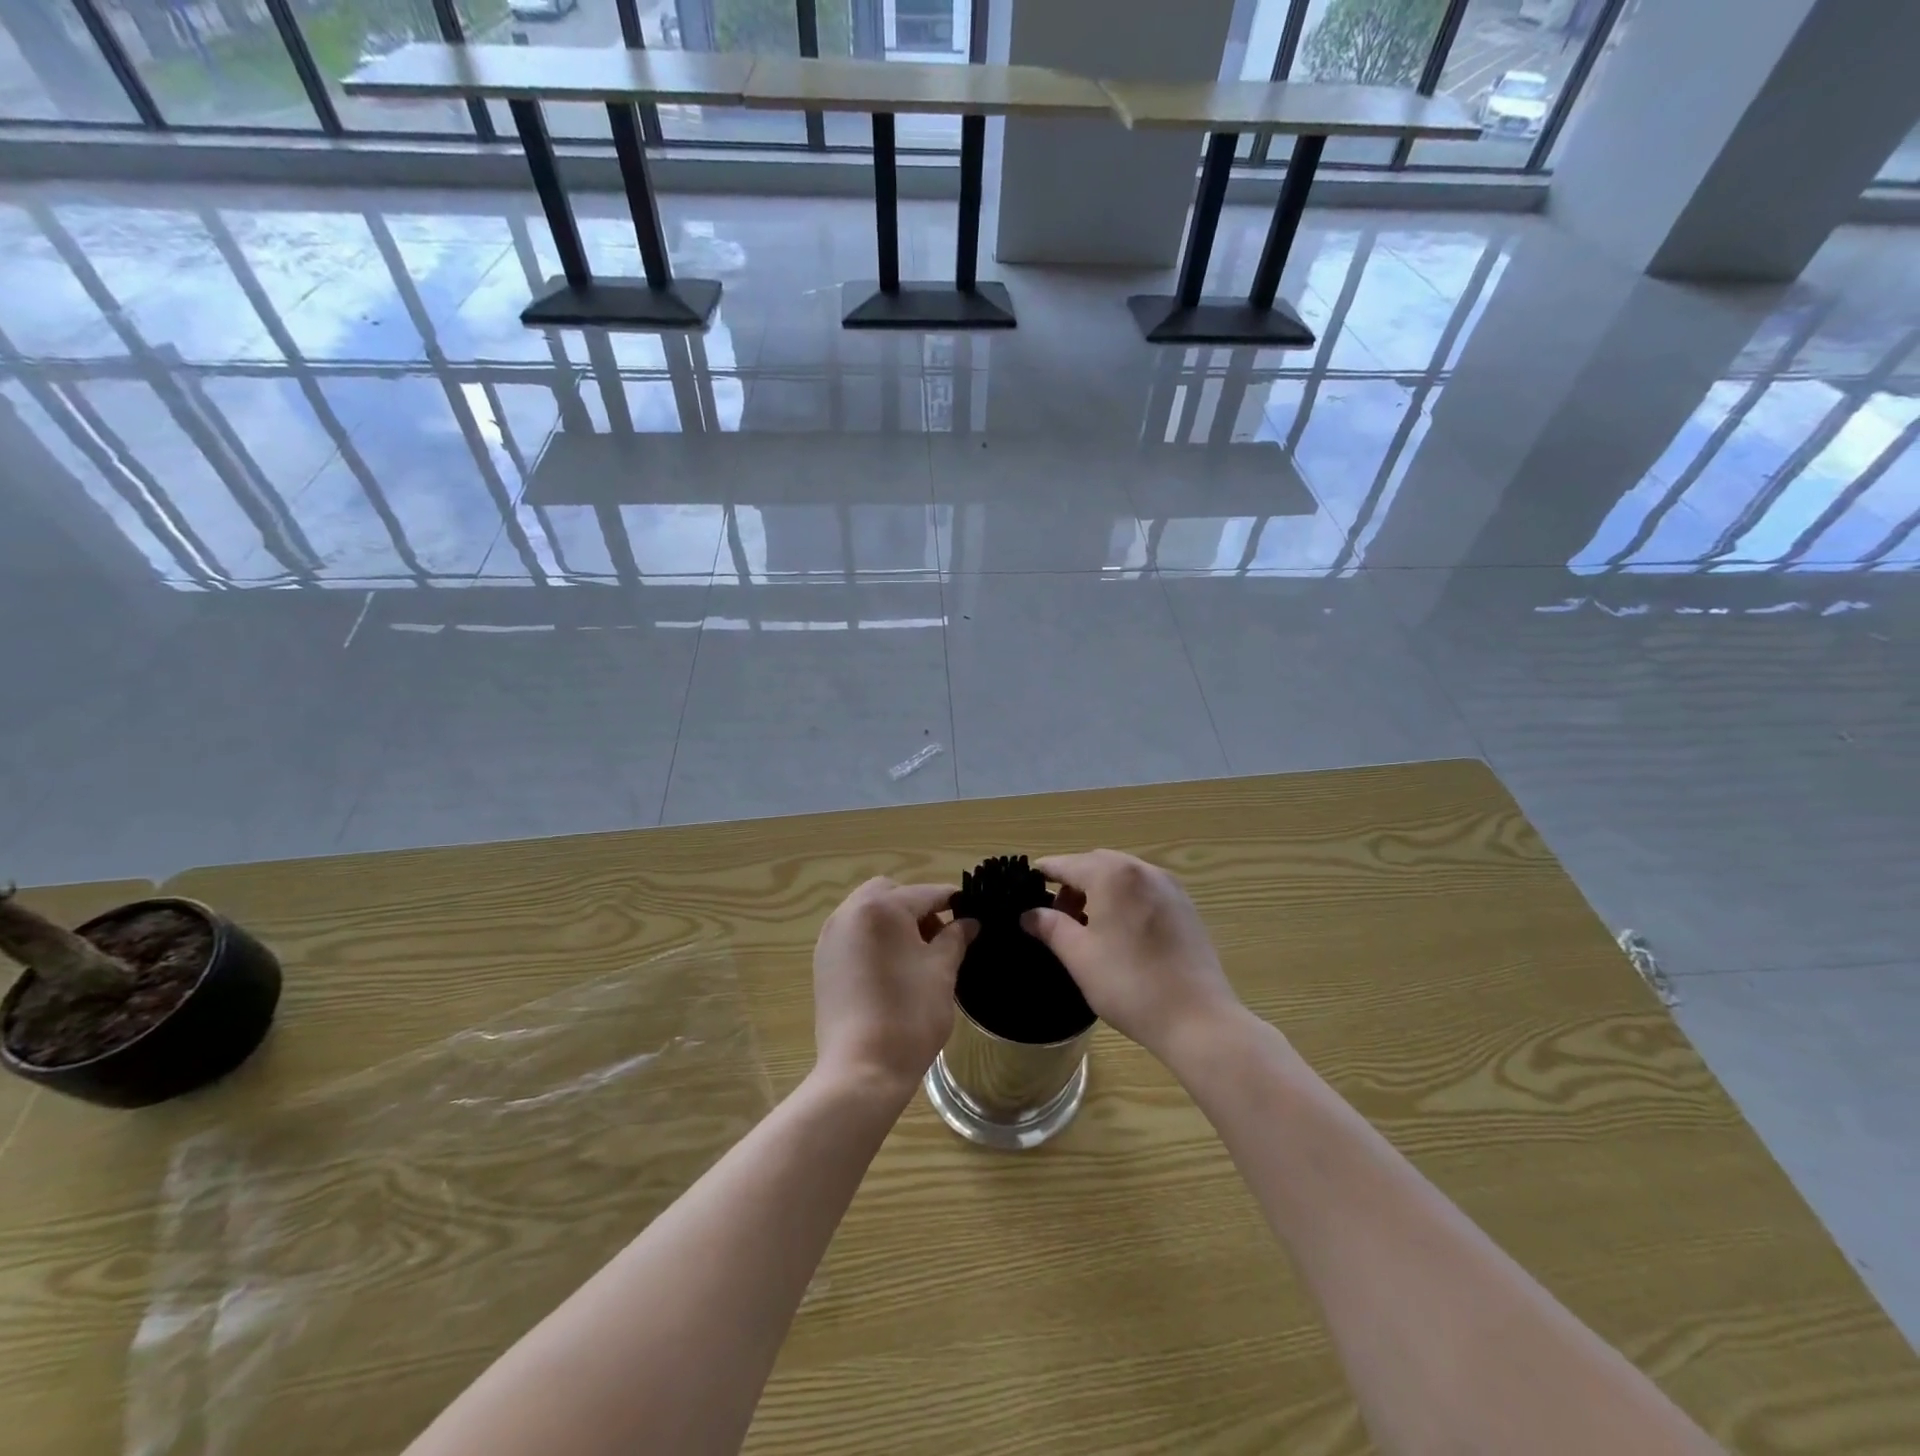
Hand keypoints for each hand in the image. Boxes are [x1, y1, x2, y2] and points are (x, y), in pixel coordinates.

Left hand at [812, 878, 977, 1103]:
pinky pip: (853, 933)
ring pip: (868, 911)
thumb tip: (968, 922)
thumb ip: (955, 938)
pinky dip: (874, 938)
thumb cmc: (909, 1015)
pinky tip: (891, 969)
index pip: (926, 893)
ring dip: (894, 921)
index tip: (972, 916)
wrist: (861, 1069)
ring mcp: (831, 937)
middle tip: (939, 938)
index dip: (953, 902)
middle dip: (917, 907)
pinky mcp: (823, 961)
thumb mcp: (941, 971)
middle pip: (890, 893)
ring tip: (916, 956)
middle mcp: (850, 912)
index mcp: (882, 908)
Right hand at [1021, 850, 1245, 1068]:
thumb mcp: (1079, 956)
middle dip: (1073, 883)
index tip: (1025, 888)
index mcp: (1112, 875)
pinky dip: (1124, 899)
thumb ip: (1050, 927)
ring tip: (1088, 928)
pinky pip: (1144, 889)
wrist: (1197, 1018)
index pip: (1067, 864)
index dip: (1044, 874)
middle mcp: (1142, 870)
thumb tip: (1029, 914)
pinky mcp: (1185, 906)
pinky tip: (1121, 933)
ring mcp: (1169, 886)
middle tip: (1058, 917)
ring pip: (1122, 876)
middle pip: (1096, 864)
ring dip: (1099, 890)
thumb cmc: (1129, 985)